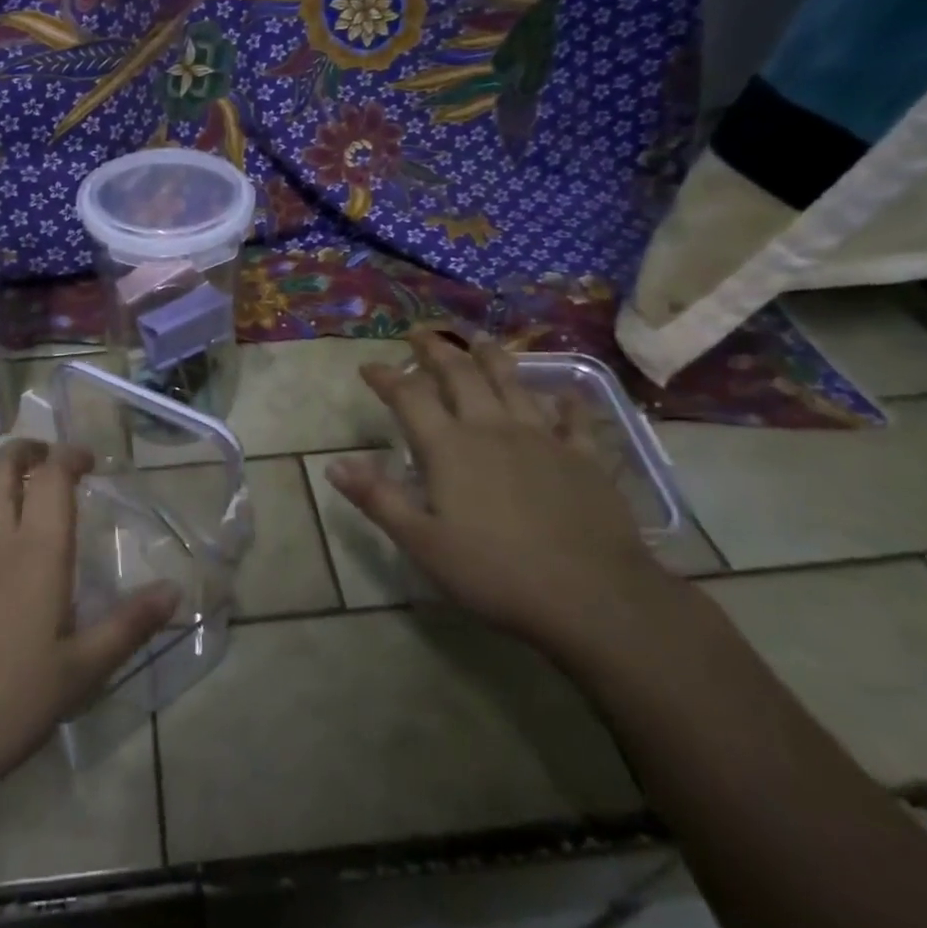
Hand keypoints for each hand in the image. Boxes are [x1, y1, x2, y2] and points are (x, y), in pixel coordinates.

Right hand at [325, 330, 672, 649]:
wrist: (592, 596)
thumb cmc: (495, 573)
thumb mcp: (422, 543)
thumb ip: (378, 499)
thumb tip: (334, 464)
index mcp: (449, 448)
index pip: (409, 397)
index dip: (386, 377)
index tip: (368, 365)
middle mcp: (492, 429)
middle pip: (460, 375)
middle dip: (436, 350)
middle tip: (420, 331)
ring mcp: (542, 439)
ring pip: (512, 383)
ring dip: (491, 356)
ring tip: (478, 338)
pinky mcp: (583, 458)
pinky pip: (574, 420)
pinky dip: (567, 403)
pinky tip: (567, 394)